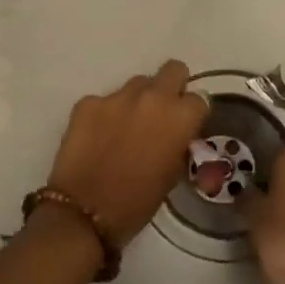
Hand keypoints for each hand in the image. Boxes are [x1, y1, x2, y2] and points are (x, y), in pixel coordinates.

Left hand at [46, 60, 208, 246]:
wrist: (84, 213)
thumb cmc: (137, 203)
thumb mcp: (172, 175)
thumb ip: (179, 144)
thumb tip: (175, 135)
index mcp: (179, 117)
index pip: (200, 99)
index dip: (193, 114)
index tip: (185, 128)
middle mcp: (152, 97)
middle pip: (173, 70)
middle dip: (172, 87)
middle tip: (162, 113)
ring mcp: (116, 96)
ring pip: (137, 84)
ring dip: (138, 100)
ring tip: (126, 128)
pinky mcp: (87, 102)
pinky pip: (105, 100)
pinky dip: (106, 114)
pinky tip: (99, 137)